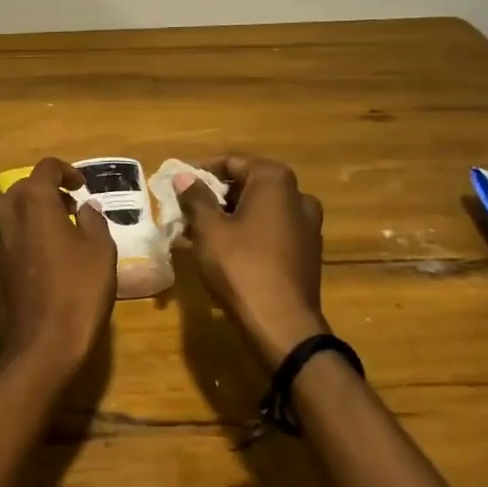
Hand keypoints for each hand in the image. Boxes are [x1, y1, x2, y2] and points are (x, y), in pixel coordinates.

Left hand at [0, 157, 116, 381]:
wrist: (43, 344)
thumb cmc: (79, 292)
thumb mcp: (101, 252)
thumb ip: (93, 221)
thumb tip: (85, 206)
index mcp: (35, 200)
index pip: (47, 167)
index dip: (67, 172)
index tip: (80, 188)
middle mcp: (2, 210)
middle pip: (18, 186)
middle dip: (41, 194)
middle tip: (64, 214)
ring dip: (6, 207)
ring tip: (26, 226)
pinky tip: (2, 250)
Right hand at [175, 156, 327, 364]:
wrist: (281, 324)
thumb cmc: (240, 266)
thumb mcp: (209, 229)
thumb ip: (196, 198)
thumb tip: (185, 176)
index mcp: (276, 182)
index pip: (233, 162)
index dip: (202, 170)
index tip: (179, 183)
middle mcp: (298, 196)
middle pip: (249, 185)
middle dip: (216, 195)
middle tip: (187, 209)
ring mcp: (308, 226)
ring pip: (261, 210)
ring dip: (231, 215)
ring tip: (200, 231)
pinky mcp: (308, 253)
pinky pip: (272, 231)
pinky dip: (249, 233)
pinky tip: (226, 251)